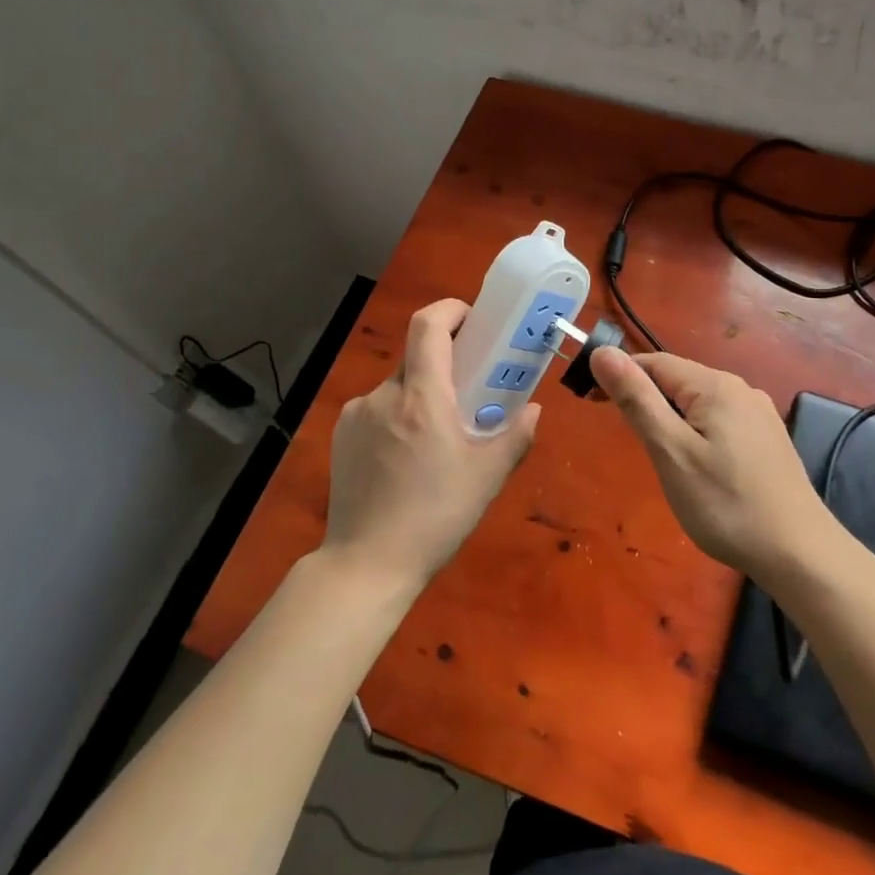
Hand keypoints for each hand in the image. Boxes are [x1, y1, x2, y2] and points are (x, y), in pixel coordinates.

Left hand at [323, 299, 540, 590]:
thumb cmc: (435, 516)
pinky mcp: (341, 436)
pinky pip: (376, 409)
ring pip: (397, 387)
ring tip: (437, 437)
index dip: (451, 310)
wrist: (367, 564)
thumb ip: (516, 436)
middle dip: (445, 365)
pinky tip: (405, 457)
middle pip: (417, 357)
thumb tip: (533, 410)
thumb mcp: (487, 478)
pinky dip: (396, 416)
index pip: (428, 325)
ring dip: (421, 396)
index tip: (474, 321)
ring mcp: (356, 414)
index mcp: (422, 397)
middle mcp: (383, 395)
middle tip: (469, 393)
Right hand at [589, 346, 834, 579]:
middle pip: (677, 380)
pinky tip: (696, 465)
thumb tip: (602, 353)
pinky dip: (695, 431)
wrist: (798, 552)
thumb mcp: (670, 451)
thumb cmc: (725, 504)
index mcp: (714, 385)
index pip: (654, 363)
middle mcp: (740, 388)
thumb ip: (636, 399)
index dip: (619, 376)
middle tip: (626, 441)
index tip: (591, 403)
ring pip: (698, 402)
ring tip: (657, 456)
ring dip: (669, 417)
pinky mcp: (767, 438)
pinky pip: (719, 420)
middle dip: (645, 399)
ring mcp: (758, 413)